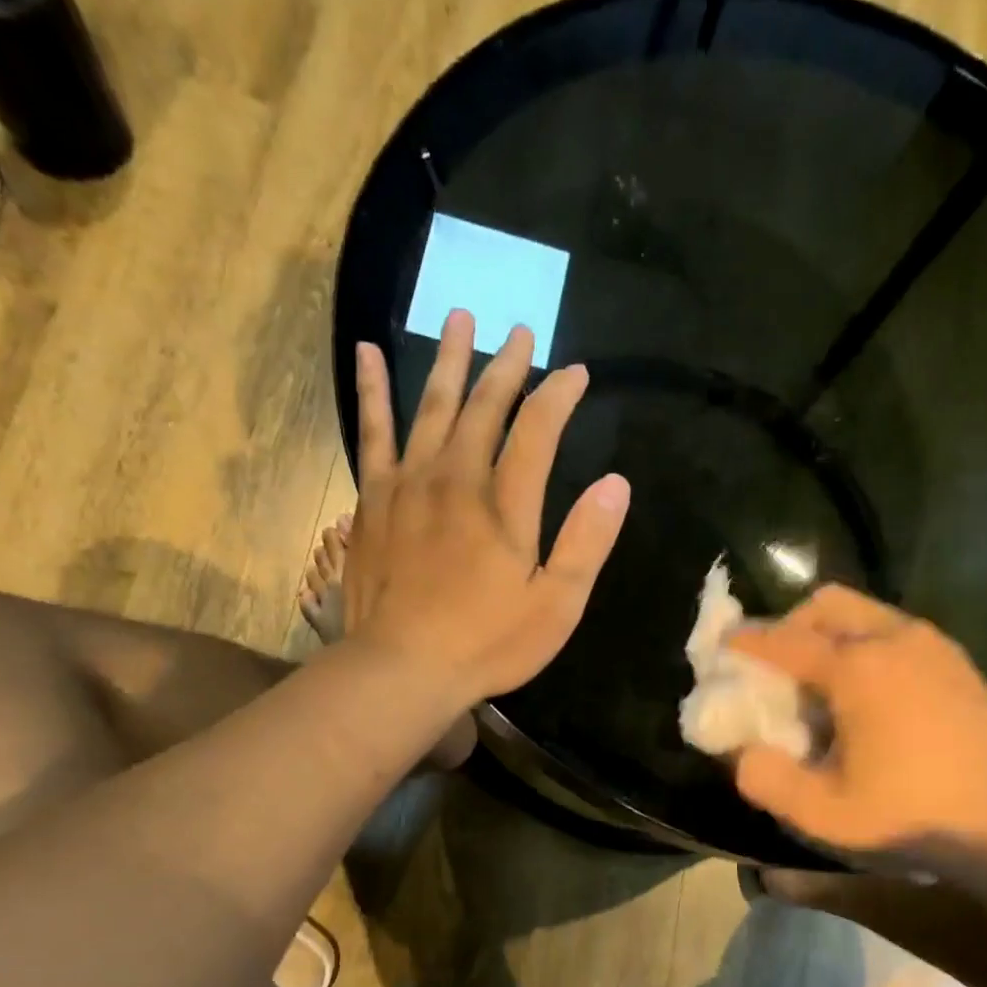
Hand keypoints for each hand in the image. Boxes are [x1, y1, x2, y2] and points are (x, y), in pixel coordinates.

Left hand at [342, 310, 629, 704]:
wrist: (401, 668)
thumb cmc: (486, 643)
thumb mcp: (555, 606)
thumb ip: (586, 542)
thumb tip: (616, 483)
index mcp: (505, 505)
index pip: (538, 431)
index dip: (558, 396)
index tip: (575, 374)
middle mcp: (456, 478)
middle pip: (484, 407)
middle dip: (508, 367)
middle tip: (521, 332)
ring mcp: (409, 484)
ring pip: (432, 406)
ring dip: (449, 361)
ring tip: (460, 318)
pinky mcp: (374, 499)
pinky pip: (373, 432)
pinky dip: (374, 392)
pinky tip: (371, 355)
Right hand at [729, 585, 986, 860]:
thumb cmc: (911, 816)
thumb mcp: (823, 814)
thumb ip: (765, 778)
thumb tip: (741, 750)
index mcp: (857, 668)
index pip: (784, 640)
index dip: (746, 642)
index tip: (723, 647)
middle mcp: (894, 638)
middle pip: (826, 604)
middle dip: (791, 625)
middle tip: (776, 667)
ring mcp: (932, 644)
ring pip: (863, 612)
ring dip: (830, 634)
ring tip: (821, 683)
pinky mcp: (956, 660)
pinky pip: (894, 630)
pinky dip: (865, 645)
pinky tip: (868, 693)